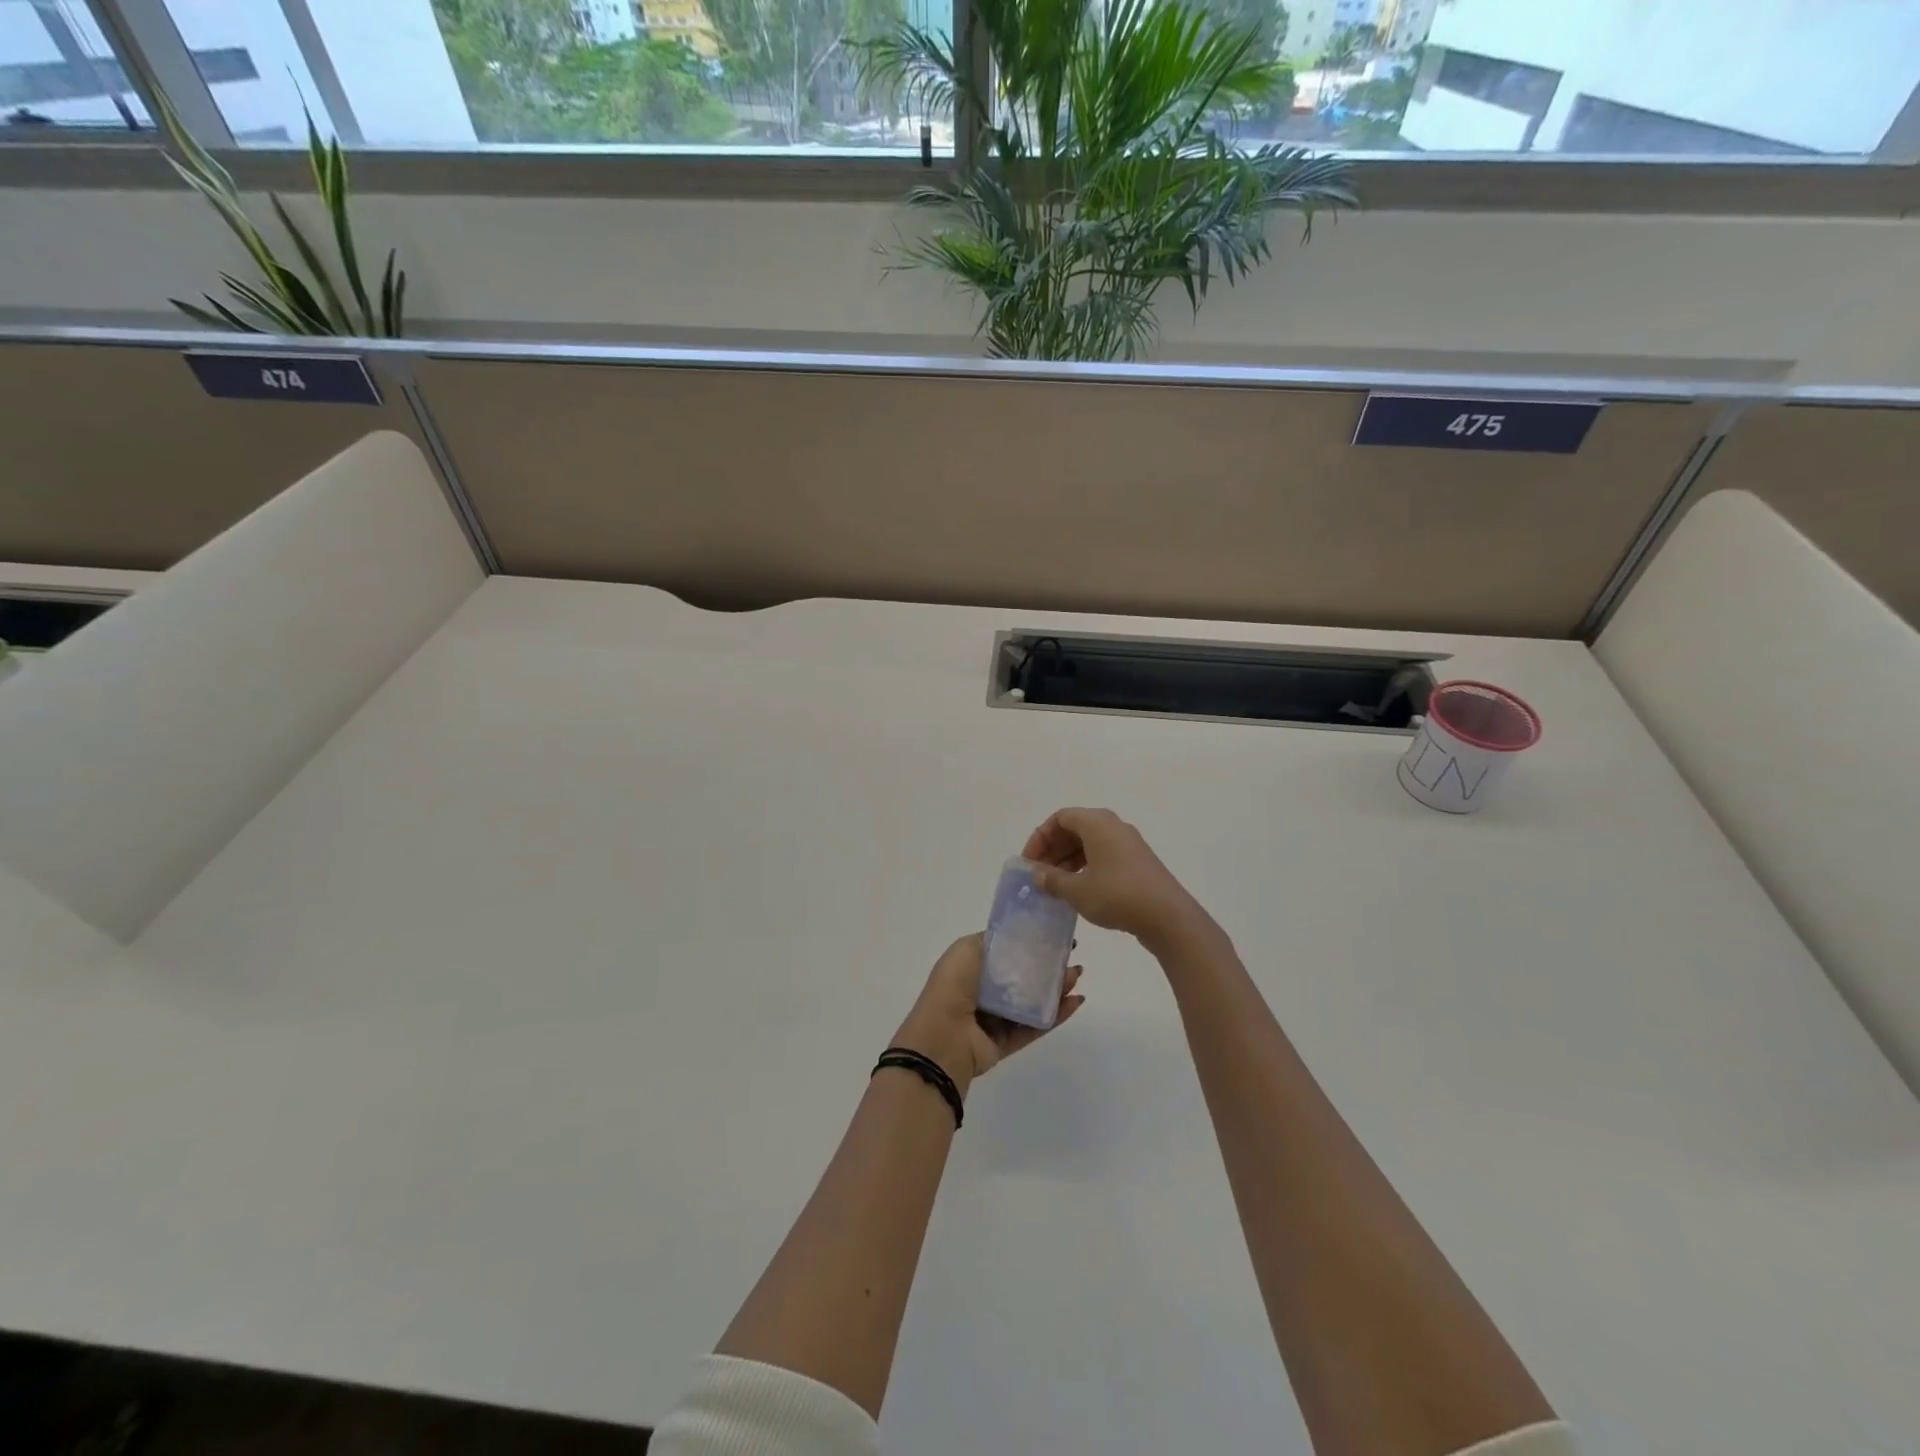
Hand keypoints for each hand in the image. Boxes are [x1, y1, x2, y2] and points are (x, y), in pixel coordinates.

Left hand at [892, 932, 1084, 1092]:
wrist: (944, 1036)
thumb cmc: (953, 986)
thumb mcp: (967, 948)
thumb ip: (992, 940)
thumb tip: (1015, 937)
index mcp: (971, 968)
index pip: (1006, 953)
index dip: (1030, 944)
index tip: (1054, 936)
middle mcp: (983, 992)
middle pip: (1024, 977)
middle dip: (1048, 967)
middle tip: (1072, 957)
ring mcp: (996, 1019)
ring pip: (1033, 1002)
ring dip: (1056, 989)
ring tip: (1077, 976)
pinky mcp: (1007, 1042)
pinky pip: (1036, 1026)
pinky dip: (1056, 1015)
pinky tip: (1075, 1001)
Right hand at [1022, 807, 1211, 954]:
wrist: (1168, 916)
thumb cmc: (1117, 895)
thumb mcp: (1077, 890)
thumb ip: (1052, 880)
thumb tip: (1037, 874)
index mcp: (1097, 823)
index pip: (1059, 818)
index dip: (1040, 838)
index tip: (1029, 863)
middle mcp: (1113, 826)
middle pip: (1074, 829)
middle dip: (1052, 850)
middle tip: (1039, 875)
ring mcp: (1128, 843)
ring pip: (1089, 843)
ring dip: (1068, 861)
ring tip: (1055, 886)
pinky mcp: (1137, 861)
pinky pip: (1103, 855)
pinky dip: (1086, 867)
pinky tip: (1078, 890)